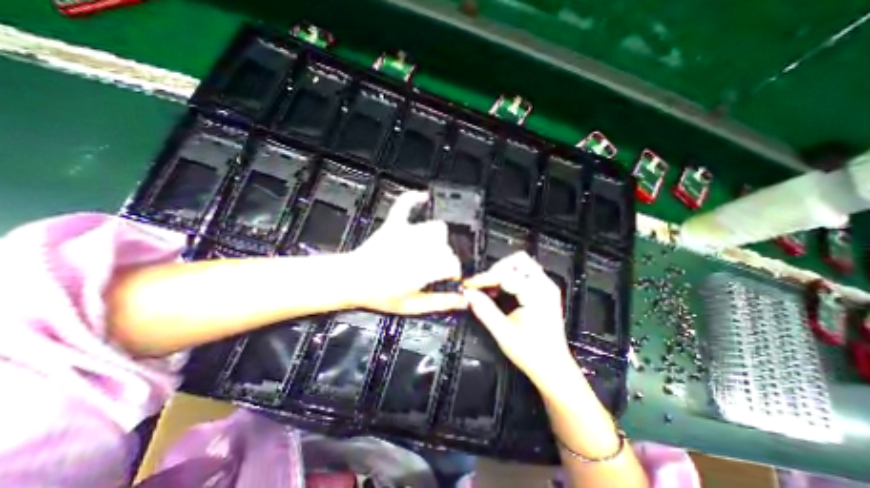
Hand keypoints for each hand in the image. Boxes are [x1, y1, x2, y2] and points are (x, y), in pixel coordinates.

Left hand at [348, 190, 468, 315]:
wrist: (352, 280)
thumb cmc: (378, 294)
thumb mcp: (412, 306)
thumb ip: (440, 303)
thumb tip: (461, 301)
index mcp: (423, 269)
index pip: (452, 263)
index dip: (454, 271)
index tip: (450, 276)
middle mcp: (418, 248)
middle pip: (446, 246)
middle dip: (445, 257)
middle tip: (435, 268)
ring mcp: (406, 233)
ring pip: (436, 227)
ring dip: (437, 238)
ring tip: (430, 249)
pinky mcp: (394, 225)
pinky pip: (405, 204)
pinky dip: (415, 199)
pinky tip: (423, 198)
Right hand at [461, 252, 575, 385]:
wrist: (554, 368)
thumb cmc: (531, 353)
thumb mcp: (503, 333)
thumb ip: (484, 310)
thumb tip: (468, 294)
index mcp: (536, 294)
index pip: (506, 274)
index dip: (485, 278)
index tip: (470, 285)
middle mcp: (545, 286)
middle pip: (518, 260)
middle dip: (497, 269)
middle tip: (483, 284)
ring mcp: (546, 287)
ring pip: (522, 264)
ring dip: (503, 271)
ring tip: (490, 287)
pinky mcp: (544, 291)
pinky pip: (525, 273)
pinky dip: (510, 277)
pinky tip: (500, 291)